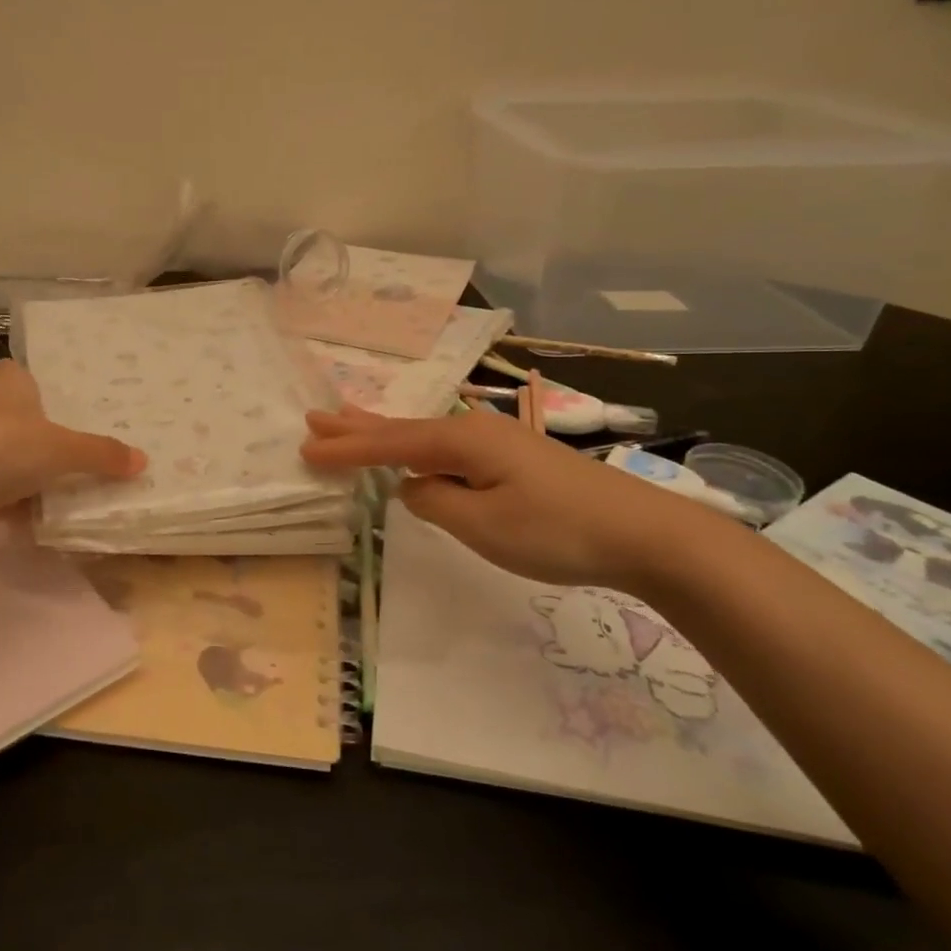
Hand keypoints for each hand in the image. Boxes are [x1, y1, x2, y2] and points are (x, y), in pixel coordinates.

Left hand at [0, 359, 145, 512]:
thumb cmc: (0, 447)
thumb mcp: (62, 449)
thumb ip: (101, 454)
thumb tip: (143, 462)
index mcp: (9, 382)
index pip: (30, 374)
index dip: (52, 388)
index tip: (79, 407)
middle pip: (25, 420)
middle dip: (49, 436)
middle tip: (91, 450)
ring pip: (12, 457)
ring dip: (34, 473)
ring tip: (77, 486)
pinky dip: (18, 501)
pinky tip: (44, 516)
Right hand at [300, 405, 713, 590]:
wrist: (644, 533)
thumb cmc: (556, 530)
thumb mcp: (482, 524)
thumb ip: (434, 502)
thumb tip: (413, 487)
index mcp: (461, 442)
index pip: (389, 446)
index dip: (346, 449)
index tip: (306, 450)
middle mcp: (473, 431)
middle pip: (401, 428)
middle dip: (356, 426)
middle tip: (314, 418)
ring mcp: (496, 443)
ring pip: (423, 434)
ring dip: (382, 430)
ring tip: (347, 417)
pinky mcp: (512, 460)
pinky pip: (445, 447)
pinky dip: (414, 445)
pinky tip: (413, 451)